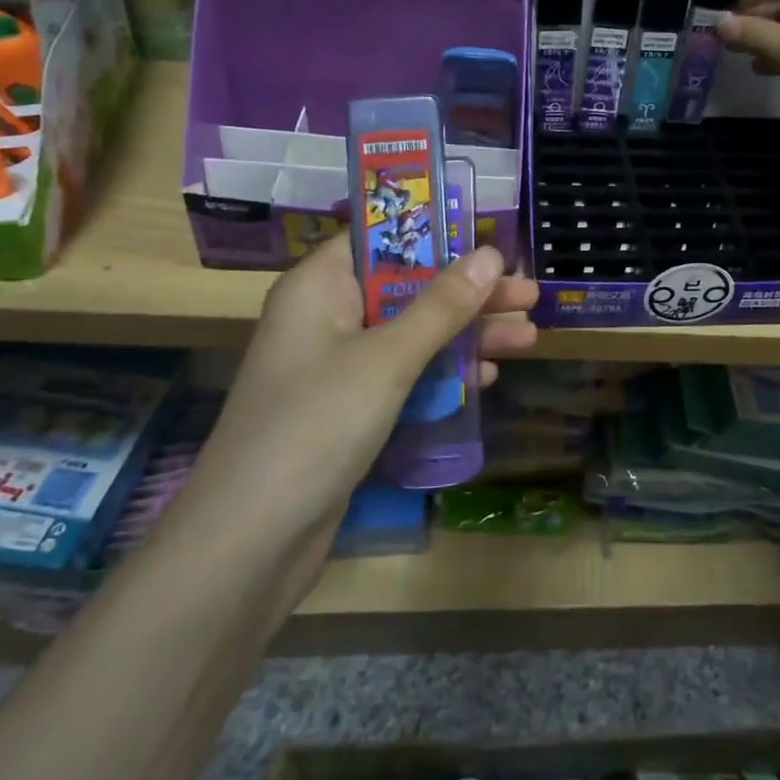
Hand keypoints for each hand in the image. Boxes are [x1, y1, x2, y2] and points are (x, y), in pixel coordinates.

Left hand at [191, 237, 538, 521]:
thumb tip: (491, 255)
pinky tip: (485, 377)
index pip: (382, 239)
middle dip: (468, 294)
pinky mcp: (348, 409)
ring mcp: (336, 367)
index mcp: (319, 287)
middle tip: (528, 296)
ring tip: (528, 336)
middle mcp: (326, 318)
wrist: (250, 542)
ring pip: (411, 334)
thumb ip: (442, 306)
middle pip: (407, 288)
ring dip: (466, 335)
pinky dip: (442, 373)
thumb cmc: (316, 425)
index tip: (490, 244)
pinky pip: (403, 376)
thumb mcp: (387, 358)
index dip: (438, 237)